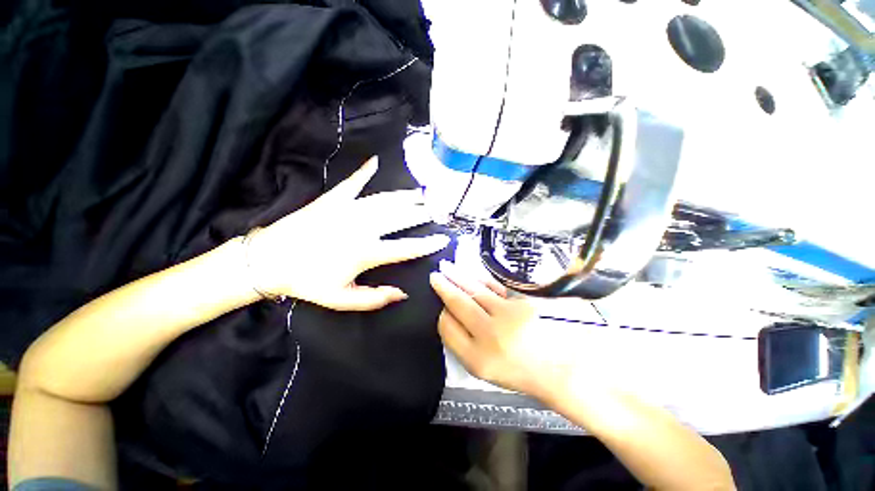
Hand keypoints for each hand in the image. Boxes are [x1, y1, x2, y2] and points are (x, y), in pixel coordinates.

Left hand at [247, 157, 449, 310]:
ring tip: (421, 194)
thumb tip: (403, 293)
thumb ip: (375, 298)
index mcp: (366, 253)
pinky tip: (375, 162)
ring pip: (385, 200)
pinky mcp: (333, 199)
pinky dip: (364, 172)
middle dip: (421, 214)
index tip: (443, 239)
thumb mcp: (342, 299)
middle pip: (401, 218)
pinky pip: (353, 183)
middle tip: (437, 210)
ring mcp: (348, 210)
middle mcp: (363, 228)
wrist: (269, 260)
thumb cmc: (307, 282)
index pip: (406, 248)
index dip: (428, 244)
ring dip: (405, 197)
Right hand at [430, 260, 571, 399]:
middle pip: (459, 304)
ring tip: (447, 268)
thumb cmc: (519, 371)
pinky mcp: (523, 303)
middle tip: (434, 276)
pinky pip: (494, 287)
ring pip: (475, 291)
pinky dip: (480, 279)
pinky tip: (471, 273)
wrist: (561, 370)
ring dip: (459, 277)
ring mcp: (508, 316)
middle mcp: (490, 336)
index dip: (441, 313)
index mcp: (477, 359)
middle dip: (444, 287)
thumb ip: (463, 343)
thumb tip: (447, 314)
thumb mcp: (484, 368)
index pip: (448, 328)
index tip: (440, 305)